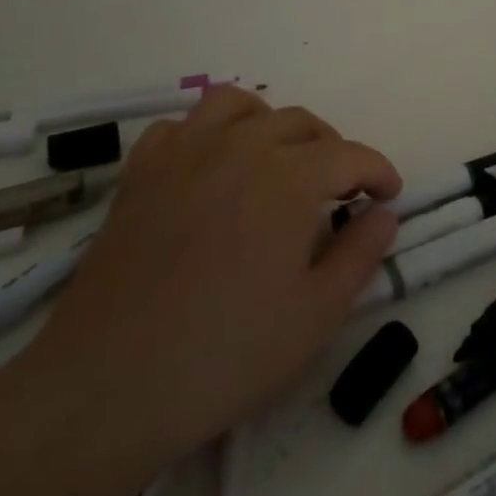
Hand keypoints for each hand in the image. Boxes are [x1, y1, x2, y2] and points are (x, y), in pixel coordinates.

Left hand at [20, 88, 400, 474]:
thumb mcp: (316, 315)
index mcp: (290, 176)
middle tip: (339, 191)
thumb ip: (361, 255)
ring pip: (238, 105)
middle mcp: (241, 147)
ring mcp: (185, 154)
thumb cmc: (225, 356)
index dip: (378, 171)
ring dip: (269, 123)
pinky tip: (210, 169)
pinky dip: (205, 135)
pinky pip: (180, 127)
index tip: (389, 194)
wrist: (107, 389)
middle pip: (300, 123)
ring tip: (276, 159)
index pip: (350, 155)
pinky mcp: (141, 174)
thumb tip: (384, 214)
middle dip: (331, 149)